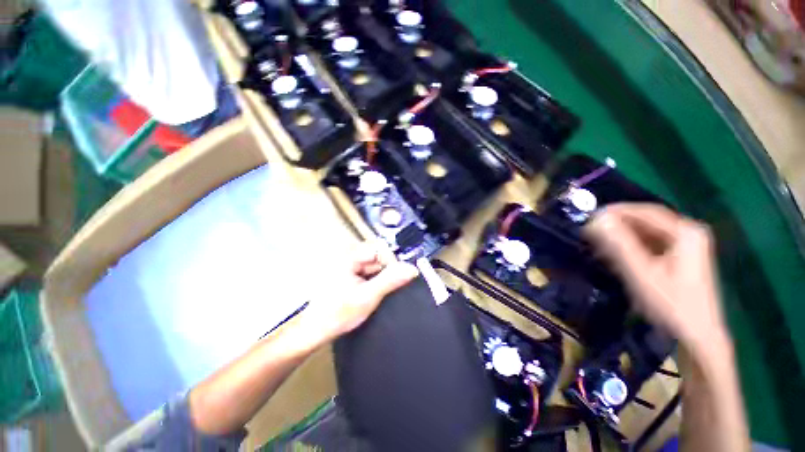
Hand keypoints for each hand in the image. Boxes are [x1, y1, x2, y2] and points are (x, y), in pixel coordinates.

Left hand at [309, 241, 418, 341]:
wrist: (315, 331)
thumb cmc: (338, 314)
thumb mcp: (368, 297)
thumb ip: (390, 281)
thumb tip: (411, 269)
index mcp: (350, 257)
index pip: (380, 248)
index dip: (391, 261)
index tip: (395, 279)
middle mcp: (349, 257)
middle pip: (378, 256)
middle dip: (384, 272)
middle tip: (381, 290)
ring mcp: (348, 266)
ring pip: (374, 265)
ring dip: (379, 278)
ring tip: (373, 294)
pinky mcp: (349, 274)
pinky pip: (368, 272)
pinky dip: (373, 282)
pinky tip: (368, 294)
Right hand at [584, 203, 729, 354]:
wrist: (696, 338)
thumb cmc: (670, 305)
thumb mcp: (641, 274)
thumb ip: (619, 245)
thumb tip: (596, 219)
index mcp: (685, 232)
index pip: (645, 211)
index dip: (615, 211)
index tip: (589, 216)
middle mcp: (688, 233)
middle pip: (646, 221)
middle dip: (617, 224)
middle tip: (590, 230)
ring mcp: (686, 246)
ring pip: (647, 233)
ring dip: (622, 235)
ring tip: (598, 242)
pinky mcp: (680, 259)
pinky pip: (651, 244)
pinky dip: (631, 246)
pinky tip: (616, 253)